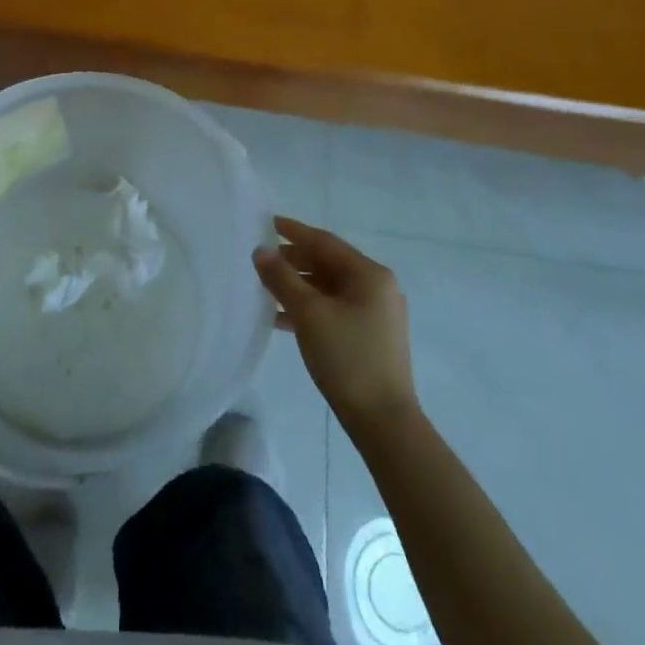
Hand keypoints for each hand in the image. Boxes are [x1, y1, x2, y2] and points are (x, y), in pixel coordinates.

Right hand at [254, 217, 418, 432]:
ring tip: (266, 289)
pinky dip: (310, 307)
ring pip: (330, 287)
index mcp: (369, 274)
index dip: (294, 231)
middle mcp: (378, 287)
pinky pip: (335, 308)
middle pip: (328, 263)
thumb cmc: (346, 358)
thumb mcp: (308, 313)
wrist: (383, 421)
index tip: (267, 223)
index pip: (325, 242)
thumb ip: (282, 278)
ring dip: (299, 285)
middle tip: (262, 260)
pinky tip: (283, 318)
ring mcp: (377, 313)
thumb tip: (261, 251)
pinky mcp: (372, 336)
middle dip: (294, 260)